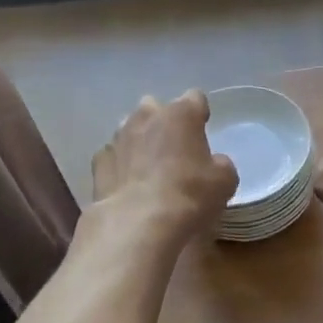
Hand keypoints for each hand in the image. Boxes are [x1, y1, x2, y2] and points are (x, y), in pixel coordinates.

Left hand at [93, 90, 238, 241]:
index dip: (199, 114)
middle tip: (174, 150)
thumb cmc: (189, 195)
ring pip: (129, 129)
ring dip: (139, 142)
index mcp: (181, 114)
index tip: (202, 130)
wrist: (138, 224)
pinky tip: (127, 185)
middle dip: (163, 123)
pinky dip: (119, 166)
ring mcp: (118, 138)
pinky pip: (112, 156)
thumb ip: (220, 164)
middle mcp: (147, 117)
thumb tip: (213, 163)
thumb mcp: (224, 181)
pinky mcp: (98, 163)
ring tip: (148, 169)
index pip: (195, 98)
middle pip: (156, 108)